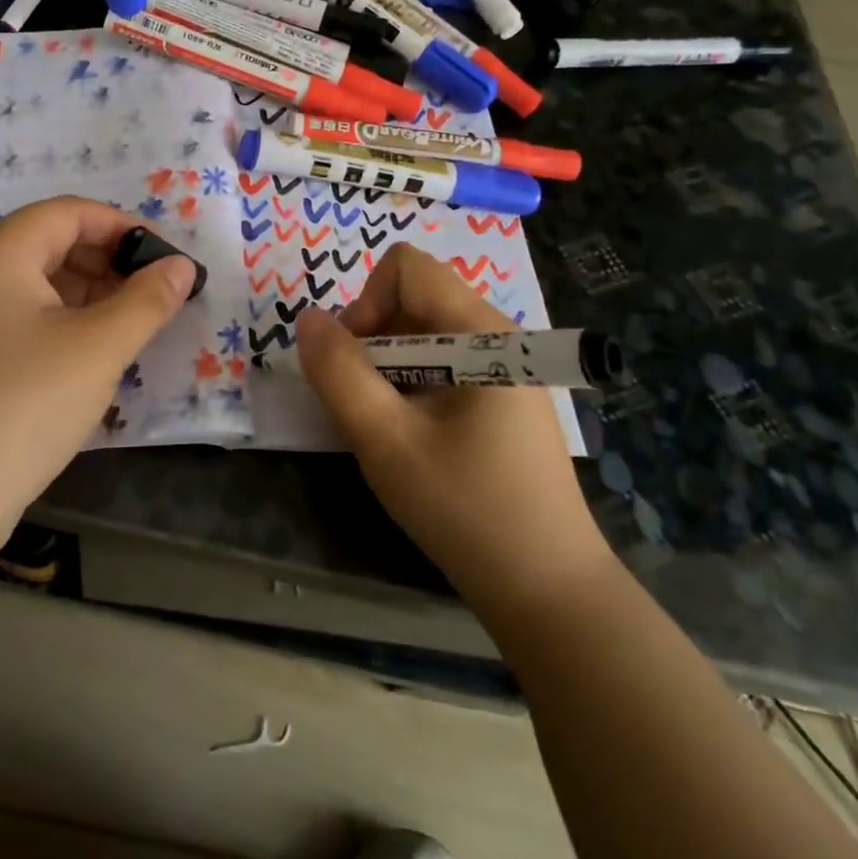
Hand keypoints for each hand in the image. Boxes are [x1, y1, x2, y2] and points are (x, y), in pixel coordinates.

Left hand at [0, 197, 195, 562]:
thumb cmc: (21, 407)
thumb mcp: (97, 349)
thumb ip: (147, 301)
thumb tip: (183, 267)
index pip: (72, 212)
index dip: (127, 228)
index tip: (171, 261)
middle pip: (54, 243)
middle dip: (111, 264)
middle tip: (158, 298)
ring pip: (40, 284)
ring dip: (91, 297)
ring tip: (134, 329)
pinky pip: (23, 318)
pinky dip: (64, 325)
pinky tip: (92, 357)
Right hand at [295, 244, 609, 610]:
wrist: (549, 591)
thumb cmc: (466, 510)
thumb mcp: (385, 442)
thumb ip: (338, 373)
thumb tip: (308, 319)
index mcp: (482, 333)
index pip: (407, 266)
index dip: (367, 302)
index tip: (360, 362)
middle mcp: (500, 336)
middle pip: (415, 296)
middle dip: (375, 337)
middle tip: (369, 402)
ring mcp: (509, 368)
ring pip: (427, 330)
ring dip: (391, 364)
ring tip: (391, 424)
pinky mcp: (506, 396)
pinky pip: (446, 360)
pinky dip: (414, 382)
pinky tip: (418, 435)